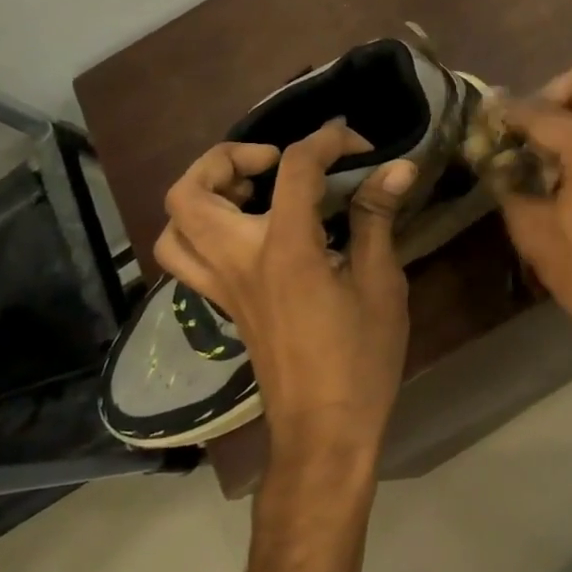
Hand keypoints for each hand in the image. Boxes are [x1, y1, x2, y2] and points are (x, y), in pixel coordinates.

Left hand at [153, 123, 416, 469]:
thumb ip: (376, 219)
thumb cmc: (360, 358)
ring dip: (204, 192)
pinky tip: (248, 231)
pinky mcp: (222, 305)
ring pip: (175, 224)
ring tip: (252, 190)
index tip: (357, 144)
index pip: (293, 169)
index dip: (326, 141)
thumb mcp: (380, 284)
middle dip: (228, 157)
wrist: (324, 429)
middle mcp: (239, 261)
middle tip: (274, 162)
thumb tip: (396, 168)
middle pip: (192, 191)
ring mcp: (222, 286)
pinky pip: (186, 257)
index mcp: (285, 251)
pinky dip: (202, 229)